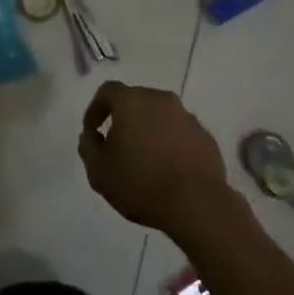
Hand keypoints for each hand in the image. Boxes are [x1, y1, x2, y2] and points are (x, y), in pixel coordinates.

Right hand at [77, 82, 237, 241]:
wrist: (195, 204)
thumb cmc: (140, 183)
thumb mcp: (99, 171)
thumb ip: (88, 147)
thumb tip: (91, 135)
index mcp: (133, 101)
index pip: (108, 91)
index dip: (96, 109)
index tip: (92, 131)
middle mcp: (162, 100)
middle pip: (137, 100)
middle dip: (124, 119)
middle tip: (117, 145)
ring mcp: (187, 117)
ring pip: (160, 116)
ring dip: (149, 131)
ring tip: (144, 160)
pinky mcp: (205, 136)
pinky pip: (180, 133)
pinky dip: (170, 143)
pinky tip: (167, 168)